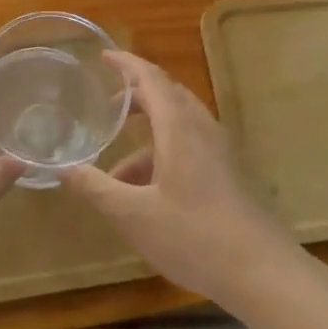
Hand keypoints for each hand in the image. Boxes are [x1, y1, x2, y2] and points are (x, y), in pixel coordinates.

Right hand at [63, 50, 303, 312]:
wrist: (263, 272)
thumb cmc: (194, 236)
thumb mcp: (134, 215)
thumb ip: (97, 188)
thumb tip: (64, 168)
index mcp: (179, 127)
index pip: (151, 78)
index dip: (126, 63)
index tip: (103, 55)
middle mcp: (202, 130)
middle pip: (168, 95)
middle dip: (135, 95)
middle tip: (106, 107)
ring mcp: (219, 152)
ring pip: (178, 125)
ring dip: (146, 135)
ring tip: (115, 170)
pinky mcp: (227, 174)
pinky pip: (189, 147)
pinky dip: (162, 156)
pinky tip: (145, 195)